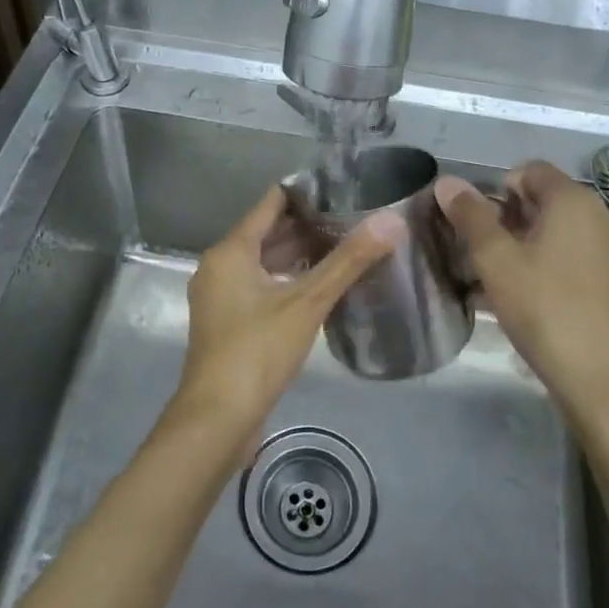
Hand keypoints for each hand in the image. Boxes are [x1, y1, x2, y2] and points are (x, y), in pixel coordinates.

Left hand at [172, 186, 401, 448]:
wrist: (217, 420)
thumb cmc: (257, 351)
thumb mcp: (307, 303)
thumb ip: (349, 261)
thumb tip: (391, 221)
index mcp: (230, 252)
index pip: (271, 204)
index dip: (305, 192)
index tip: (343, 187)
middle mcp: (220, 267)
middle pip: (267, 233)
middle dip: (308, 225)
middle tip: (354, 217)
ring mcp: (221, 297)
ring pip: (264, 262)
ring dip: (299, 254)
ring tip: (346, 247)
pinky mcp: (229, 323)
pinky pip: (261, 287)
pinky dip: (288, 280)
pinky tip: (321, 287)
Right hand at [435, 161, 608, 439]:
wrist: (606, 385)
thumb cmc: (546, 311)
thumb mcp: (496, 261)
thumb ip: (470, 216)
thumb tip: (447, 182)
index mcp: (575, 201)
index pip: (529, 170)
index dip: (497, 190)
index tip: (476, 226)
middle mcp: (603, 216)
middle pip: (545, 200)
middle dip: (508, 220)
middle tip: (480, 256)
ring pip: (559, 233)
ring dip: (525, 247)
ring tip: (498, 283)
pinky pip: (576, 259)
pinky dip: (548, 267)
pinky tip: (527, 302)